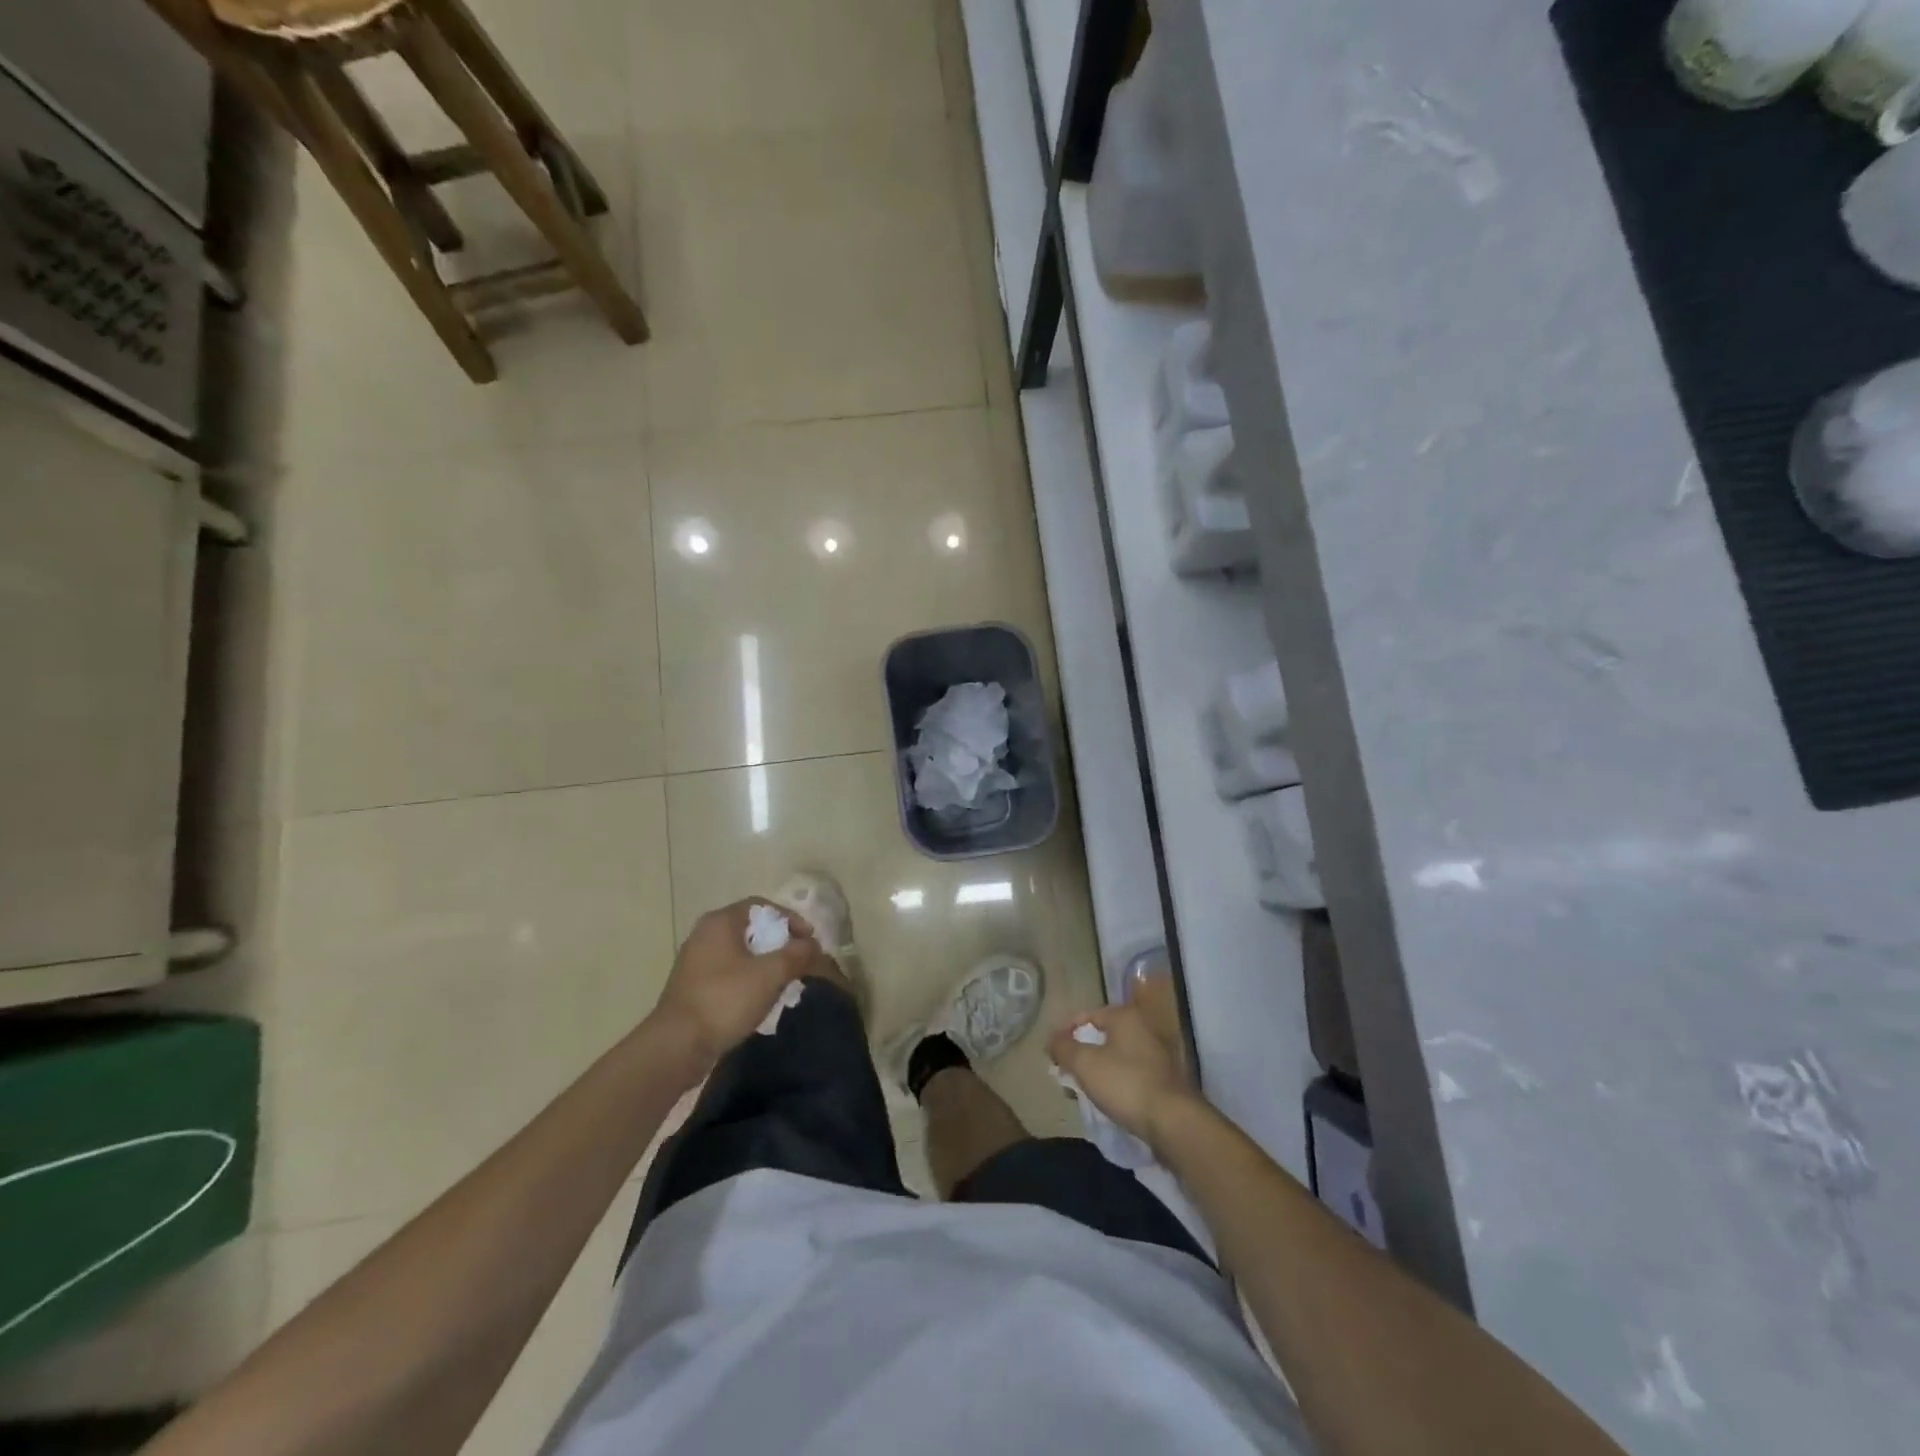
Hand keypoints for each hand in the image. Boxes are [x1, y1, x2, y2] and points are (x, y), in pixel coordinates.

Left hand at [650, 899, 821, 1064]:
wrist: (677, 1046)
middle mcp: (704, 935)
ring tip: (786, 981)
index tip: (809, 939)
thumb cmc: (725, 1000)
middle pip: (751, 929)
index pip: (761, 906)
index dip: (790, 918)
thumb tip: (813, 945)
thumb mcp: (770, 974)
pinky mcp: (693, 987)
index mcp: (720, 922)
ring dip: (765, 964)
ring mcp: (695, 962)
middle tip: (800, 960)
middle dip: (780, 943)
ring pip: (740, 953)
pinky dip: (748, 980)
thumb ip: (796, 954)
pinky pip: (728, 973)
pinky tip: (761, 999)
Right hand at [1049, 998, 1201, 1153]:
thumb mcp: (1085, 1064)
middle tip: (1065, 1072)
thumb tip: (1052, 1039)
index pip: (1086, 1015)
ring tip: (1081, 1090)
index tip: (1052, 1053)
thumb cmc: (1125, 1084)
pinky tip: (1106, 1100)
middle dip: (1081, 1053)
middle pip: (1102, 1036)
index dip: (1065, 1031)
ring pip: (1116, 1056)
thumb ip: (1064, 1047)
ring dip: (1096, 1070)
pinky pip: (1129, 1074)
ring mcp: (1157, 1054)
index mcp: (1125, 1016)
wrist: (1173, 1121)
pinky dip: (1114, 1082)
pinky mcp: (1163, 1079)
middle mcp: (1143, 1028)